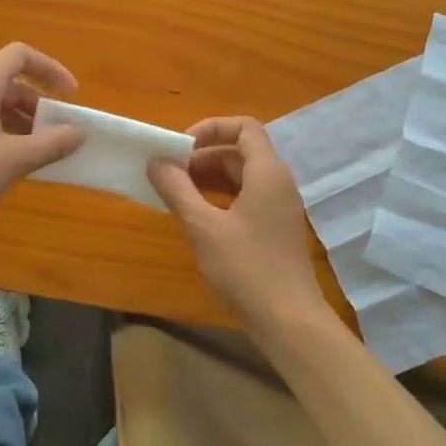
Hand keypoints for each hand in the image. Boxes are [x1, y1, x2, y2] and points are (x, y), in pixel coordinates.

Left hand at [0, 43, 85, 239]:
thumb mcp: (13, 160)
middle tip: (57, 131)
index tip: (70, 96)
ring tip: (39, 151)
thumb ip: (51, 144)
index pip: (20, 55)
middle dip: (39, 103)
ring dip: (22, 122)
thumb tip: (78, 133)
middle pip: (9, 81)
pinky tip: (10, 164)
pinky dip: (4, 134)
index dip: (50, 69)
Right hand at [147, 117, 328, 327]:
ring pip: (243, 176)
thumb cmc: (246, 267)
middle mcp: (278, 183)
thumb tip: (156, 161)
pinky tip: (198, 216)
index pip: (244, 127)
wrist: (288, 318)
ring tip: (178, 192)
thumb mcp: (203, 227)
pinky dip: (222, 197)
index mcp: (267, 172)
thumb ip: (177, 190)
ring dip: (211, 177)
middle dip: (204, 155)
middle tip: (171, 172)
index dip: (212, 128)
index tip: (181, 146)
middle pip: (241, 151)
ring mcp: (280, 207)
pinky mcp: (276, 228)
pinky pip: (248, 197)